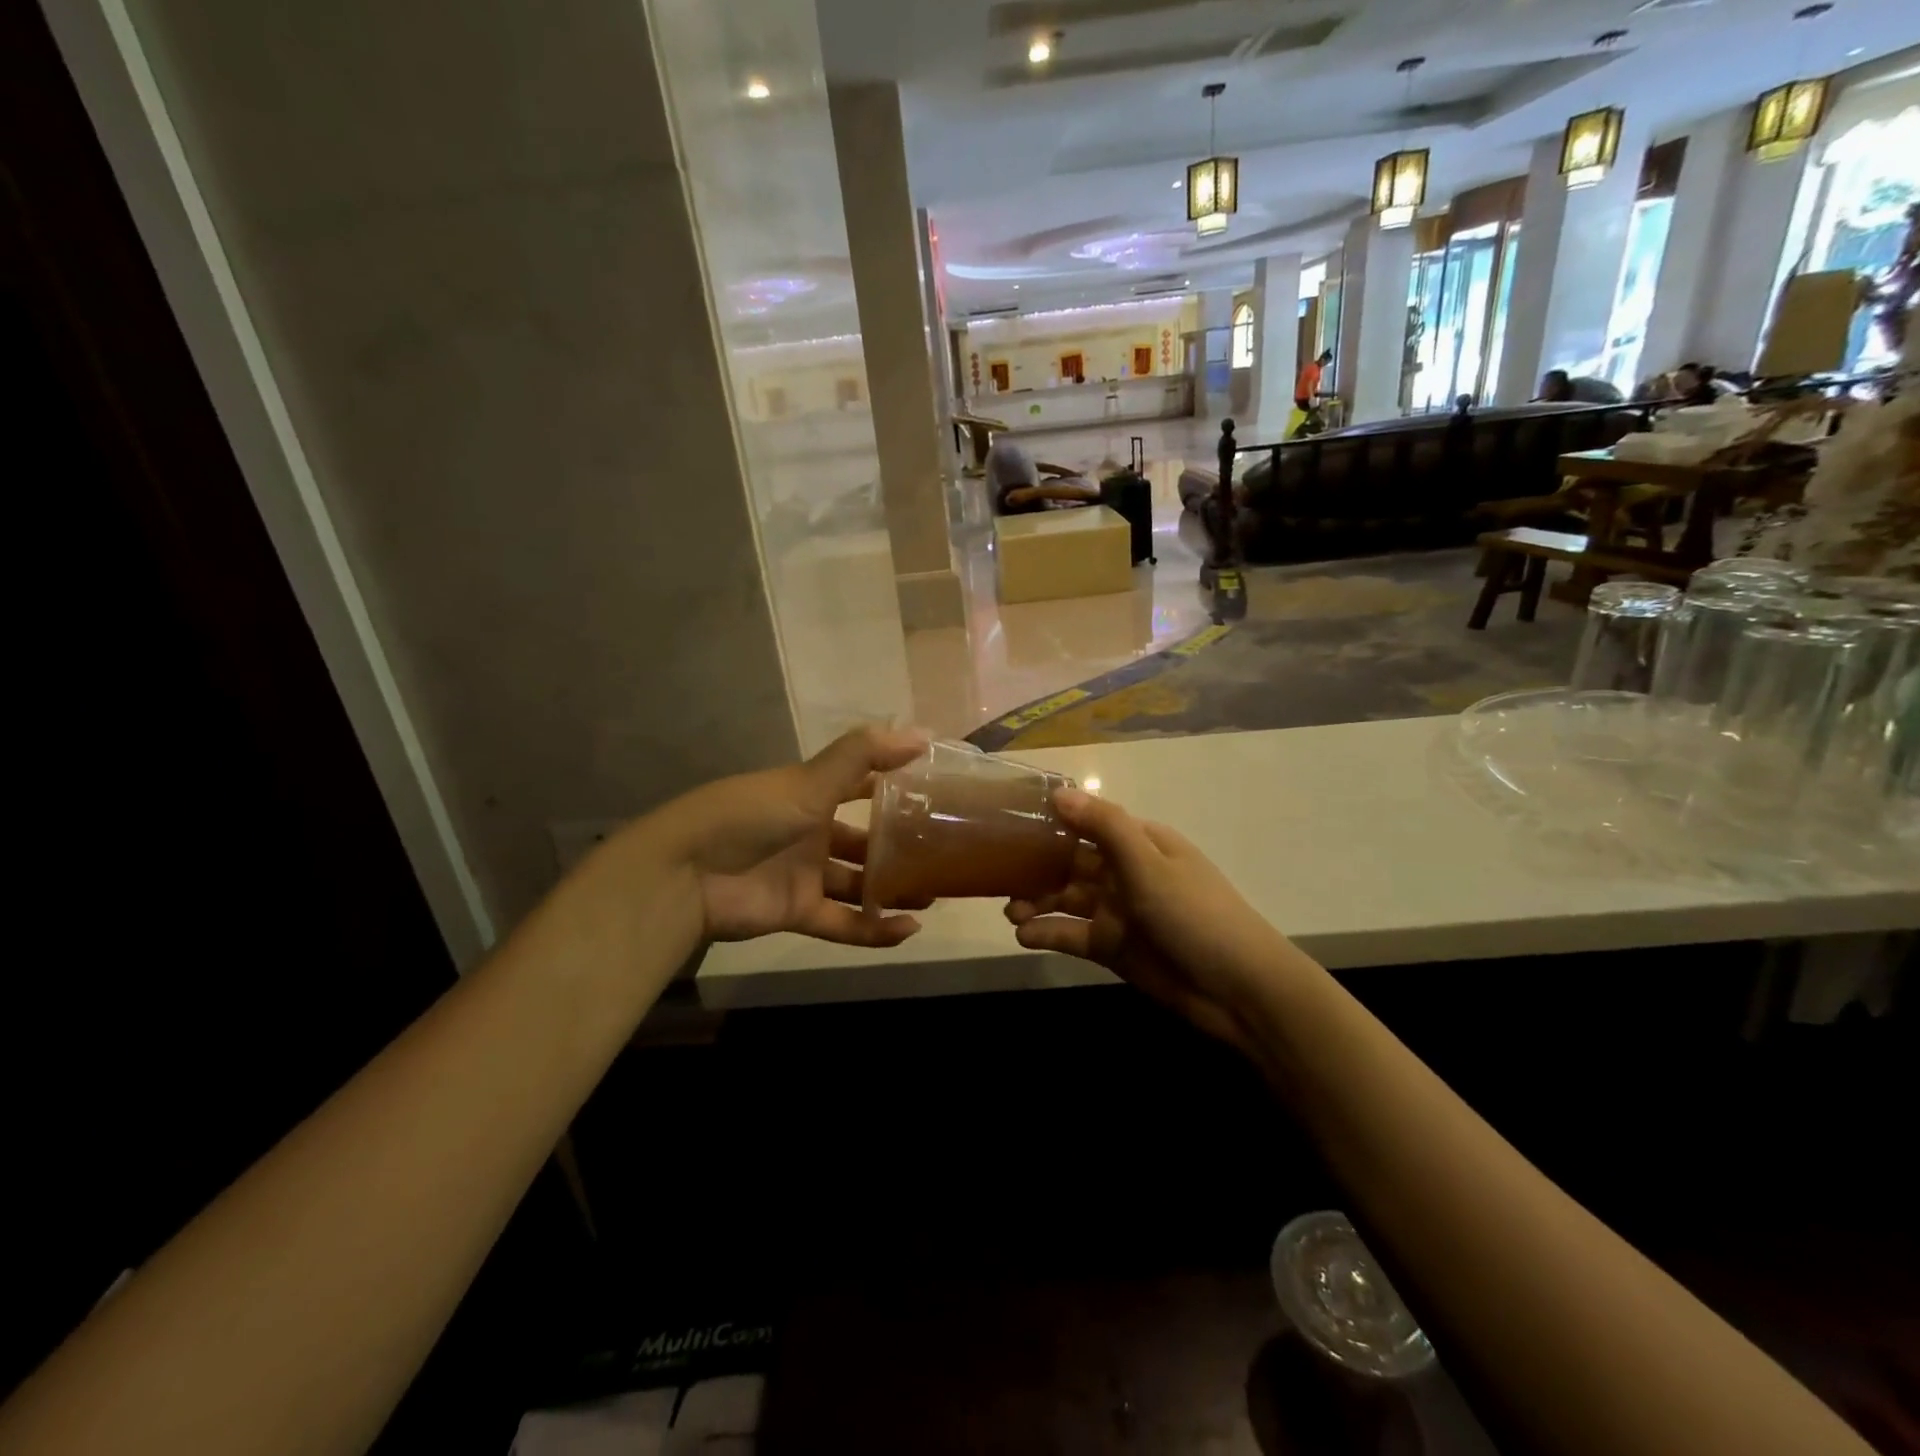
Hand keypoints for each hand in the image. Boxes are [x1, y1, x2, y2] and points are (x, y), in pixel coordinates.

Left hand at [662, 725, 931, 946]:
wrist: (686, 875)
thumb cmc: (751, 816)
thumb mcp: (809, 780)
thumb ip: (864, 756)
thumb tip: (924, 734)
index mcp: (811, 794)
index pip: (861, 784)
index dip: (895, 783)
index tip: (937, 789)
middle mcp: (811, 832)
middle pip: (864, 840)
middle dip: (900, 846)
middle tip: (945, 852)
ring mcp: (805, 875)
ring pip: (859, 883)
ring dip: (894, 890)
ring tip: (938, 892)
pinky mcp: (798, 913)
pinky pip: (844, 923)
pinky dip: (875, 929)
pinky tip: (909, 928)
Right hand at [1004, 789, 1305, 1053]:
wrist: (1238, 990)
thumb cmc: (1195, 914)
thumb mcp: (1148, 863)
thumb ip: (1103, 826)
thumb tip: (1058, 792)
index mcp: (1140, 843)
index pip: (1088, 823)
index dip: (1052, 823)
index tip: (1009, 823)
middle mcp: (1125, 873)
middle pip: (1071, 863)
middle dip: (1036, 868)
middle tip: (999, 877)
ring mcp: (1118, 912)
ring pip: (1067, 899)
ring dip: (1037, 902)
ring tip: (1010, 912)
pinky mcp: (1113, 948)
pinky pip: (1073, 935)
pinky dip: (1048, 934)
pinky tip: (1024, 936)